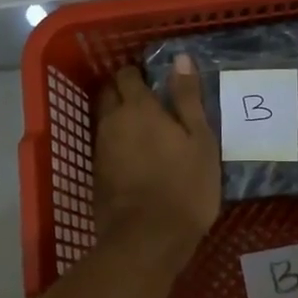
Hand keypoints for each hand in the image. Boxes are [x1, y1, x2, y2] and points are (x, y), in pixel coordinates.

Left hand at [93, 57, 220, 271]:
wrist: (148, 238)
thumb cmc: (184, 186)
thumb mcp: (200, 140)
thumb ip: (188, 98)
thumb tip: (181, 59)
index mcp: (138, 108)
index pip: (128, 75)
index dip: (138, 73)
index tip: (154, 79)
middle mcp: (112, 122)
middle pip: (110, 93)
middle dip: (123, 91)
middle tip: (149, 101)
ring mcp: (101, 149)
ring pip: (105, 120)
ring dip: (119, 118)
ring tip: (144, 129)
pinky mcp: (97, 174)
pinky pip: (105, 146)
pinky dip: (117, 144)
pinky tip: (135, 156)